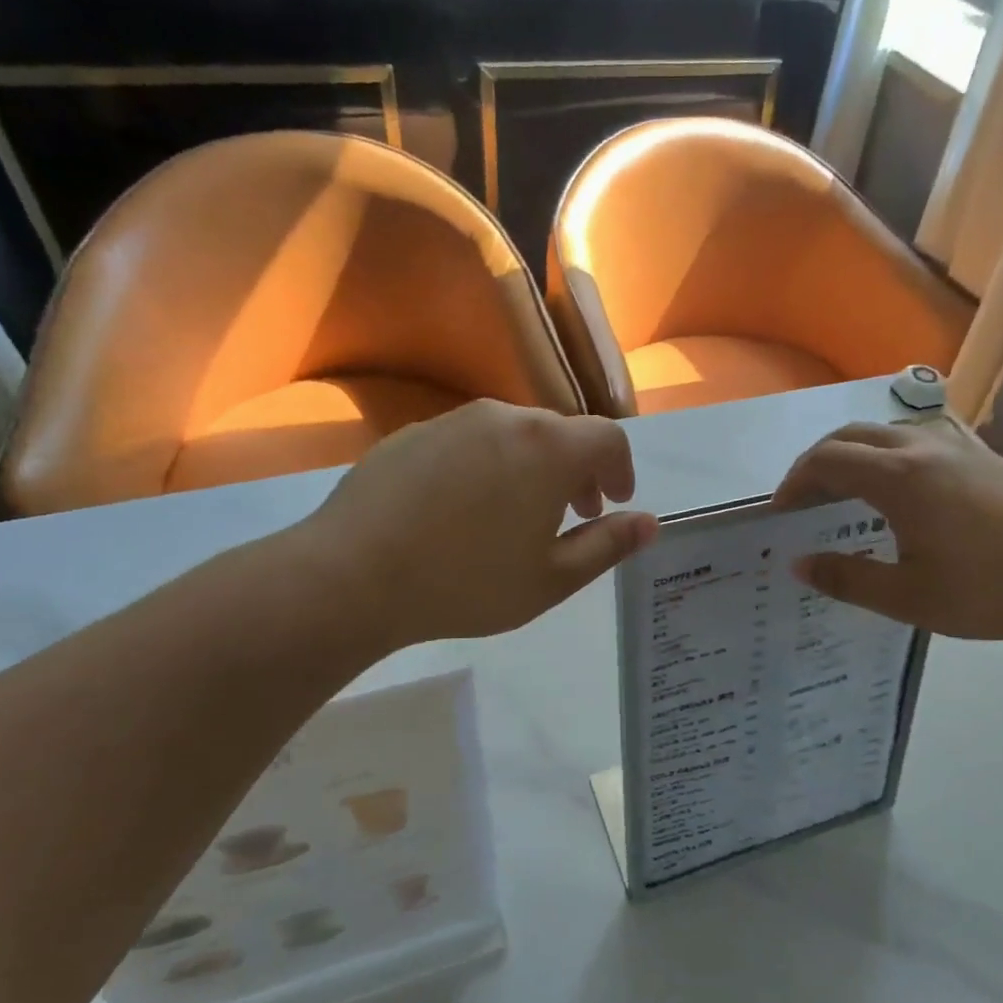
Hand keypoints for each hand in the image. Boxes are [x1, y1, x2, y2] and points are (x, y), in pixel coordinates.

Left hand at [286, 401, 657, 650]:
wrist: (352, 576)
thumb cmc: (466, 583)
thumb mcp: (551, 578)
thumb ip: (608, 546)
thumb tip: (649, 523)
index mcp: (549, 449)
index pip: (608, 439)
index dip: (622, 469)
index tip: (614, 501)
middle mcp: (505, 419)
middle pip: (561, 433)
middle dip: (579, 470)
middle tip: (575, 513)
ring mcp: (454, 421)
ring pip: (514, 434)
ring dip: (533, 466)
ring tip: (519, 513)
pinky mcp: (413, 434)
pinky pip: (470, 441)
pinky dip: (488, 465)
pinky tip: (464, 510)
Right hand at [773, 421, 1002, 645]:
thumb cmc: (991, 591)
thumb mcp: (909, 597)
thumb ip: (847, 579)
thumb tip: (798, 564)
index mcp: (899, 477)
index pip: (825, 461)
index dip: (794, 484)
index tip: (780, 515)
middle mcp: (923, 448)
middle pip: (851, 436)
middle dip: (817, 463)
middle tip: (803, 502)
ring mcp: (958, 446)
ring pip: (886, 431)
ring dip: (853, 454)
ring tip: (845, 494)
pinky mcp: (984, 456)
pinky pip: (919, 437)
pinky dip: (889, 453)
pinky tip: (901, 485)